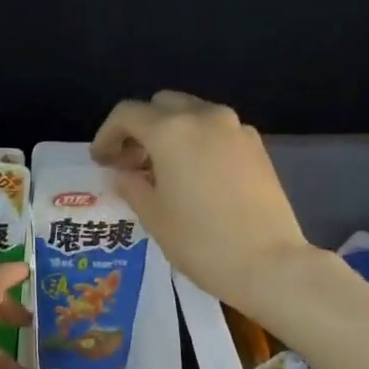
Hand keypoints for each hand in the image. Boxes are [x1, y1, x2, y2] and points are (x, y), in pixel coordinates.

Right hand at [91, 91, 315, 316]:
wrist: (268, 263)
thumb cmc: (200, 242)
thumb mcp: (154, 217)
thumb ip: (131, 186)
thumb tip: (123, 174)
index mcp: (171, 131)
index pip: (127, 114)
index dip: (107, 134)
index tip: (100, 160)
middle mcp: (204, 117)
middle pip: (162, 105)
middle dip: (140, 128)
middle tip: (131, 163)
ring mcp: (236, 129)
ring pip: (193, 114)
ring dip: (171, 133)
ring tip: (162, 171)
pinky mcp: (257, 147)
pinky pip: (217, 131)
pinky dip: (198, 142)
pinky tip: (195, 177)